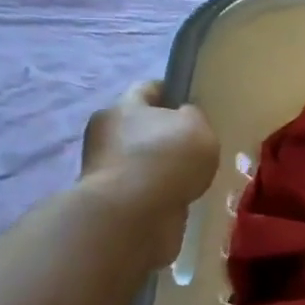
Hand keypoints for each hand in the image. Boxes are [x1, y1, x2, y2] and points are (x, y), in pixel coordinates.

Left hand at [82, 83, 219, 263]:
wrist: (132, 217)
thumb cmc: (166, 158)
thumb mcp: (196, 126)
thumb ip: (194, 117)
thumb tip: (185, 119)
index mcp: (123, 106)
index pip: (148, 88)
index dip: (173, 91)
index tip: (194, 102)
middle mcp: (107, 133)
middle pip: (142, 125)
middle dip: (166, 133)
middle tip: (198, 143)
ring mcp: (106, 169)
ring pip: (142, 159)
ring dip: (163, 165)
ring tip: (194, 174)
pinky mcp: (111, 201)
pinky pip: (142, 188)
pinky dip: (159, 191)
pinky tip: (180, 196)